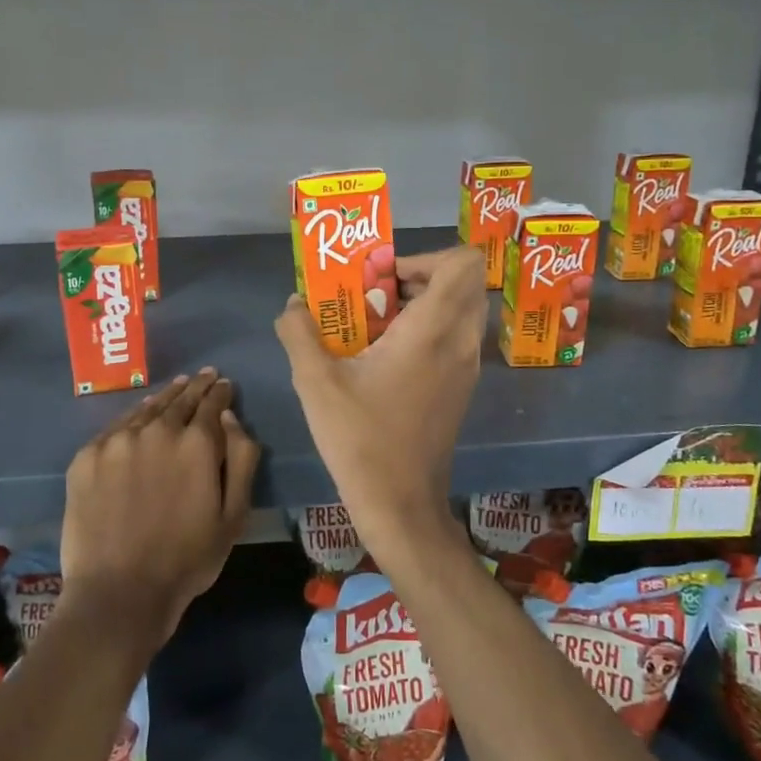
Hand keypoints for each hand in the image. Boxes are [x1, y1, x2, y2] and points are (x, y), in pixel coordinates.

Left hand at [60, 369, 260, 641]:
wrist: (119, 591)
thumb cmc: (188, 558)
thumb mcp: (234, 515)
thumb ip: (241, 459)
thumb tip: (230, 418)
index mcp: (196, 442)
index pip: (213, 403)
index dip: (221, 392)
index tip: (225, 385)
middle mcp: (157, 430)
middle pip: (180, 398)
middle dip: (196, 387)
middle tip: (205, 376)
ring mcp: (117, 441)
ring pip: (147, 408)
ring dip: (166, 396)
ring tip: (177, 387)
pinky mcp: (87, 457)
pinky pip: (116, 427)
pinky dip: (134, 417)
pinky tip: (140, 416)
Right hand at [275, 246, 488, 561]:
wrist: (401, 505)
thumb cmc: (360, 439)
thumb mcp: (315, 382)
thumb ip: (300, 333)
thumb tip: (294, 303)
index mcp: (432, 331)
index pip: (463, 263)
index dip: (425, 256)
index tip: (383, 276)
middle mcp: (459, 342)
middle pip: (461, 284)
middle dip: (419, 277)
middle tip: (375, 294)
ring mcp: (466, 368)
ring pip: (459, 312)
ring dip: (422, 304)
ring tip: (375, 323)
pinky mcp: (461, 389)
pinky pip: (454, 338)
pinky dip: (427, 331)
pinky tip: (384, 357)